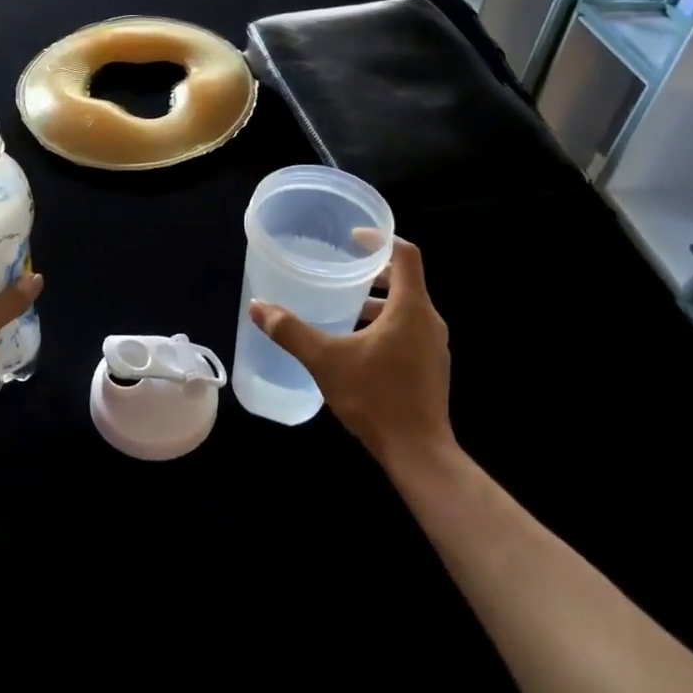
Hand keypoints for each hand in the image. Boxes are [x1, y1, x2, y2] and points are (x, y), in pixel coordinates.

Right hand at [247, 236, 450, 469]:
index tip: (353, 238)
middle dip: (373, 273)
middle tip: (341, 270)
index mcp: (411, 308)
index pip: (405, 255)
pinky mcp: (432, 368)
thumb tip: (258, 307)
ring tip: (343, 308)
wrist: (419, 453)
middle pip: (406, 280)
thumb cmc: (376, 397)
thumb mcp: (326, 361)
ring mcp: (434, 347)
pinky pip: (409, 331)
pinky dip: (385, 325)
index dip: (380, 240)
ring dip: (378, 303)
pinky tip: (357, 346)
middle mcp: (429, 321)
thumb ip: (291, 331)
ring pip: (406, 309)